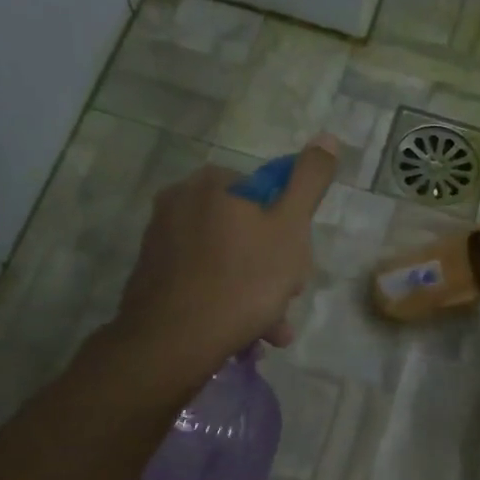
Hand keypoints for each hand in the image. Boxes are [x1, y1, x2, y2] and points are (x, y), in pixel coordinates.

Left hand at [115, 136, 337, 373]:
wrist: (174, 341)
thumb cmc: (243, 279)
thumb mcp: (291, 227)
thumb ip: (309, 181)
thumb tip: (328, 138)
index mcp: (211, 183)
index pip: (266, 194)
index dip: (289, 229)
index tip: (298, 264)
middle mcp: (178, 202)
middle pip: (246, 230)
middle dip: (273, 267)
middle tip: (286, 298)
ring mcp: (160, 241)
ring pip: (226, 260)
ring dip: (256, 292)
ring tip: (271, 329)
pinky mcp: (152, 277)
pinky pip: (203, 281)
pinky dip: (226, 301)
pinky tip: (245, 333)